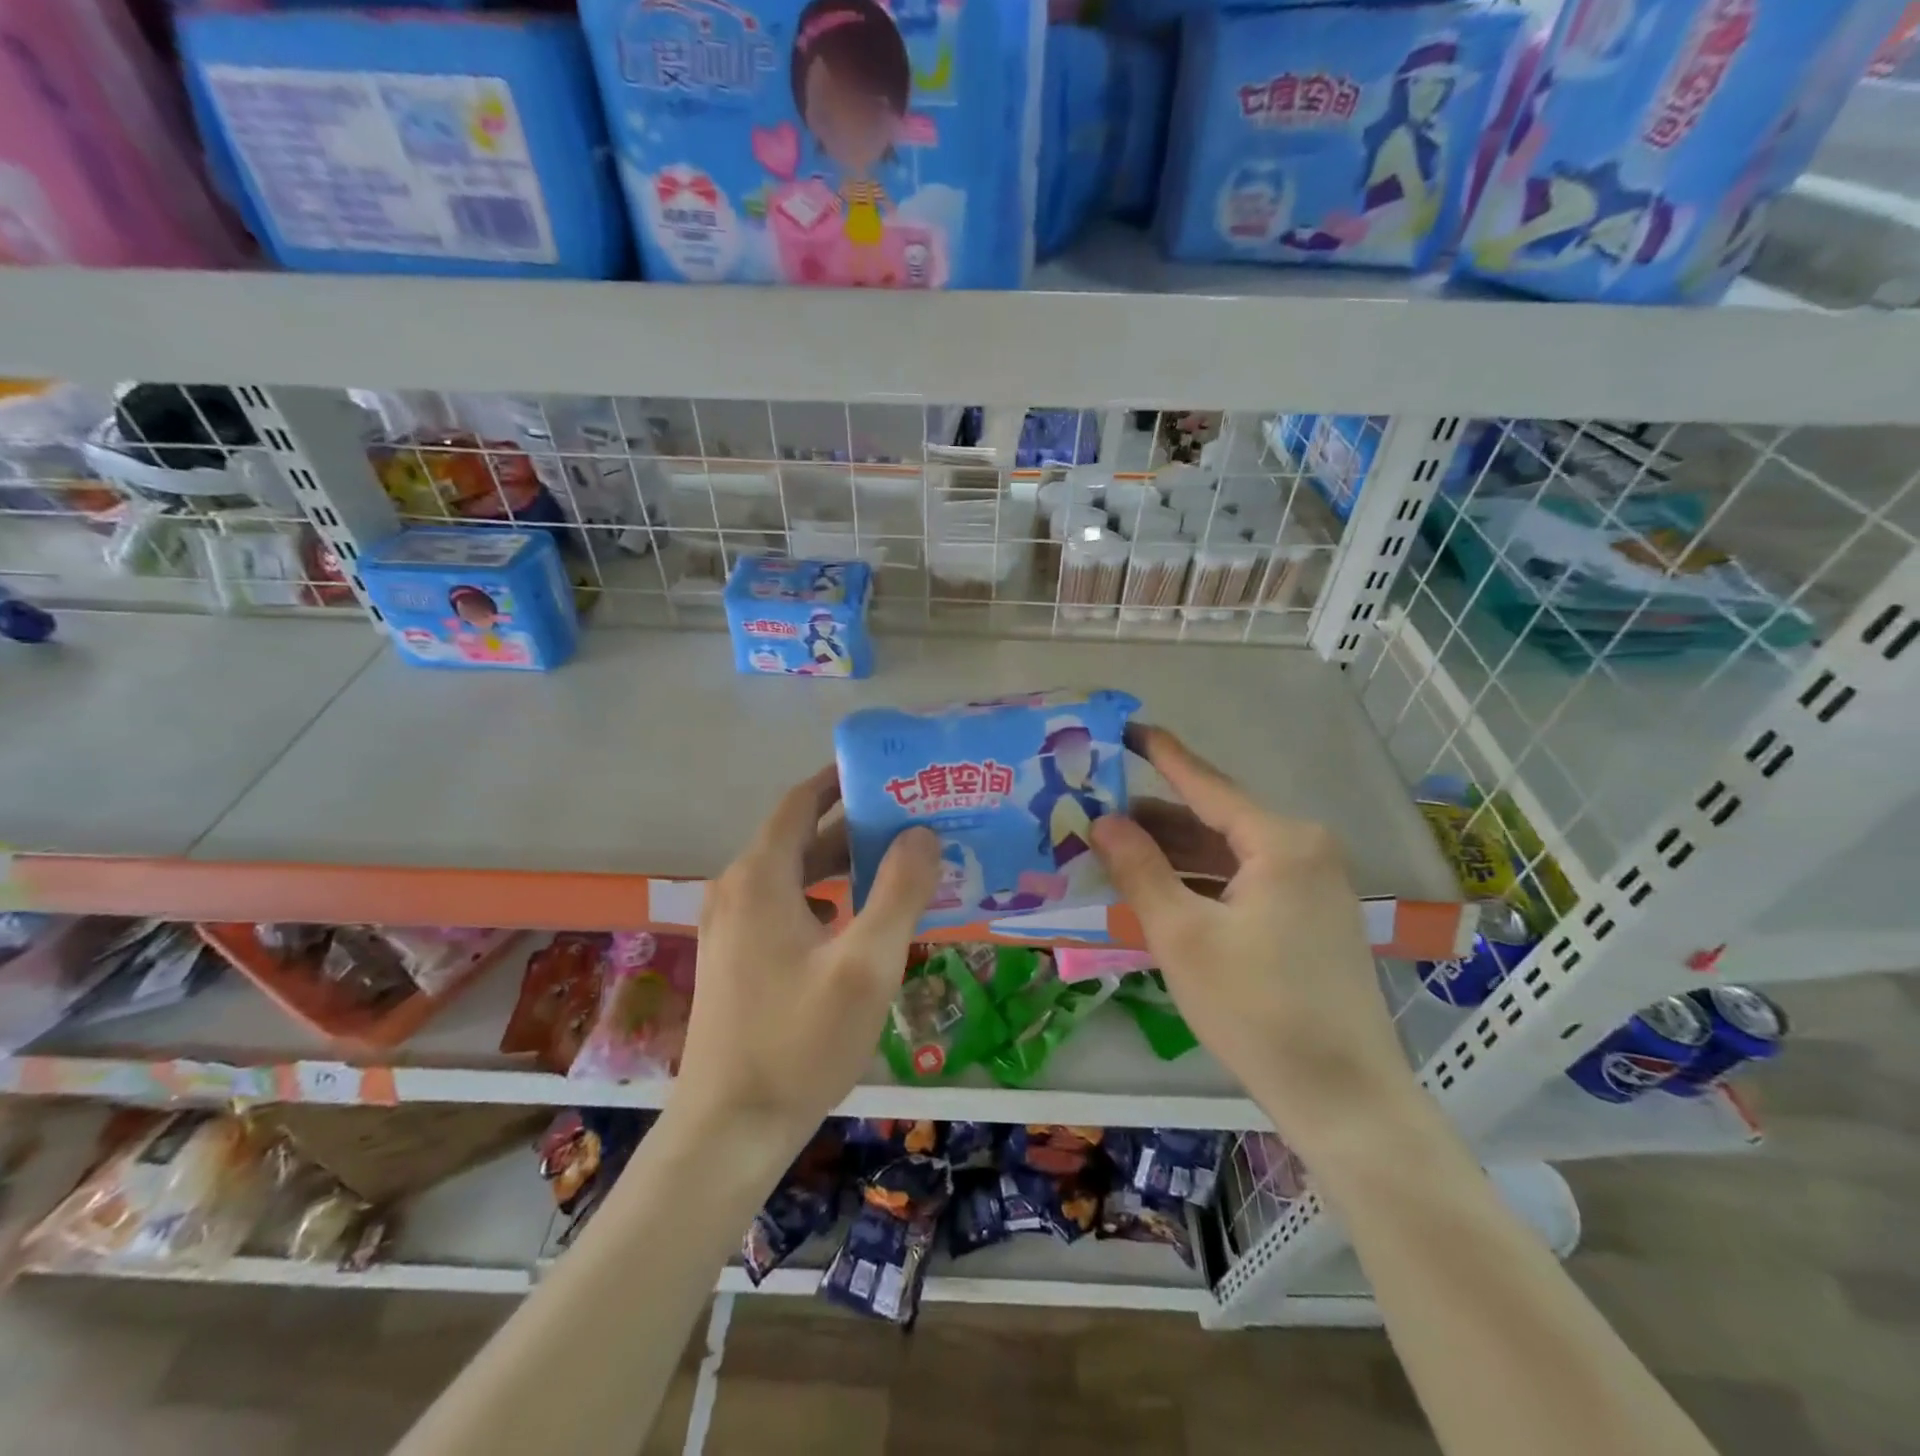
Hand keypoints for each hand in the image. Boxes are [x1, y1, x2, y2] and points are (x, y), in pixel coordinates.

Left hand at [675, 767, 939, 1153]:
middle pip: (800, 836)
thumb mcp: (866, 965)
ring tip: (898, 861)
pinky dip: (825, 896)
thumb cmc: (800, 1041)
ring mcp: (732, 926)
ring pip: (795, 874)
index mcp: (761, 878)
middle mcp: (738, 890)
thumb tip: (922, 833)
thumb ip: (899, 891)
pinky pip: (787, 905)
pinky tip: (862, 917)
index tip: (887, 770)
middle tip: (911, 816)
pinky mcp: (738, 957)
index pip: (801, 802)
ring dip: (842, 862)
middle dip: (853, 822)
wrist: (731, 1129)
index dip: (840, 779)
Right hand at [1091, 725, 1418, 1155]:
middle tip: (1096, 808)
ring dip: (1174, 854)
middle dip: (1155, 818)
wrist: (1344, 1099)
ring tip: (1113, 848)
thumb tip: (1102, 820)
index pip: (1206, 784)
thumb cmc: (1257, 1009)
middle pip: (1215, 820)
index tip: (1125, 728)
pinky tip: (1159, 888)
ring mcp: (1313, 886)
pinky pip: (1244, 882)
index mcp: (1281, 841)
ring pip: (1228, 854)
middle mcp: (1304, 850)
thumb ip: (1139, 869)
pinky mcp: (1310, 919)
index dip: (1161, 755)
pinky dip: (1200, 882)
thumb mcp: (1182, 935)